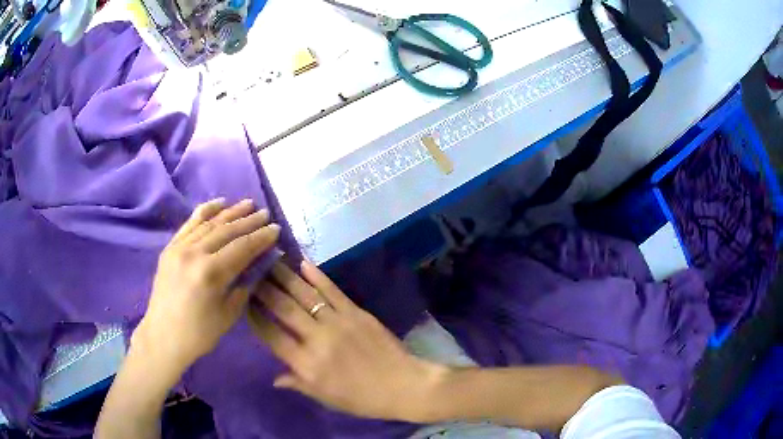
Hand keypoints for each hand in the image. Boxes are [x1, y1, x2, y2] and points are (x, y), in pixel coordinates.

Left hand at [134, 198, 280, 378]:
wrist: (163, 337)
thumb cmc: (199, 333)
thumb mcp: (229, 314)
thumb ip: (244, 285)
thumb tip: (259, 265)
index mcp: (211, 274)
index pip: (242, 248)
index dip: (261, 237)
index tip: (276, 228)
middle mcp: (194, 254)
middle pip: (227, 231)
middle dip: (249, 221)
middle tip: (266, 214)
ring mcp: (179, 248)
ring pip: (209, 223)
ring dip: (231, 212)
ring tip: (248, 203)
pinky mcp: (170, 247)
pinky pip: (189, 223)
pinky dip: (205, 211)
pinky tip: (219, 203)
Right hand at [248, 261, 446, 420]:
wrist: (403, 385)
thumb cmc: (362, 398)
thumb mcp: (326, 398)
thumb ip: (298, 384)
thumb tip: (274, 379)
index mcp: (306, 364)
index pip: (271, 336)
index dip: (255, 318)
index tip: (243, 301)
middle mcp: (317, 339)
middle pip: (283, 309)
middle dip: (264, 289)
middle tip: (250, 271)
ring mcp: (337, 322)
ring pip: (304, 295)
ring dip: (285, 276)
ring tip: (270, 260)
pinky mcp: (356, 312)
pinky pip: (332, 291)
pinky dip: (317, 276)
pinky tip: (303, 264)